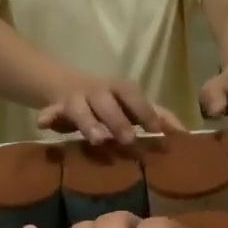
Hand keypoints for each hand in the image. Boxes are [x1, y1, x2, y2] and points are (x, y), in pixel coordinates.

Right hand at [35, 76, 185, 145]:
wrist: (66, 87)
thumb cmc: (111, 104)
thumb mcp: (133, 107)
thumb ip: (158, 118)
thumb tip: (185, 134)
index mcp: (120, 89)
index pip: (133, 95)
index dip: (143, 110)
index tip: (155, 130)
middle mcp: (98, 90)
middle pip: (106, 101)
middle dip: (117, 120)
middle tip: (128, 139)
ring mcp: (76, 99)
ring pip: (80, 107)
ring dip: (88, 123)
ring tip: (96, 140)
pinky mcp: (57, 108)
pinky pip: (50, 111)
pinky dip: (47, 117)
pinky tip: (42, 124)